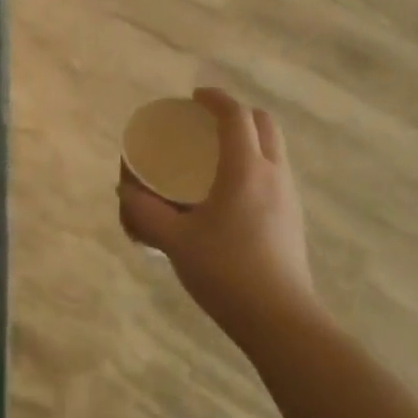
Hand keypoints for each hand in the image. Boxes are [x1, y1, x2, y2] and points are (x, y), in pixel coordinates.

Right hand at [119, 88, 315, 346]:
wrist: (280, 320)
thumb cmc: (226, 272)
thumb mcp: (175, 241)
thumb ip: (144, 213)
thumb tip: (124, 190)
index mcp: (245, 170)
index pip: (235, 116)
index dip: (215, 99)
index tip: (194, 97)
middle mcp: (273, 174)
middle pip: (264, 123)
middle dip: (237, 113)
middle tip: (207, 123)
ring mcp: (289, 196)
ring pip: (274, 148)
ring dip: (249, 138)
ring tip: (217, 155)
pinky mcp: (293, 218)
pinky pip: (275, 172)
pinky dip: (255, 163)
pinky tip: (230, 192)